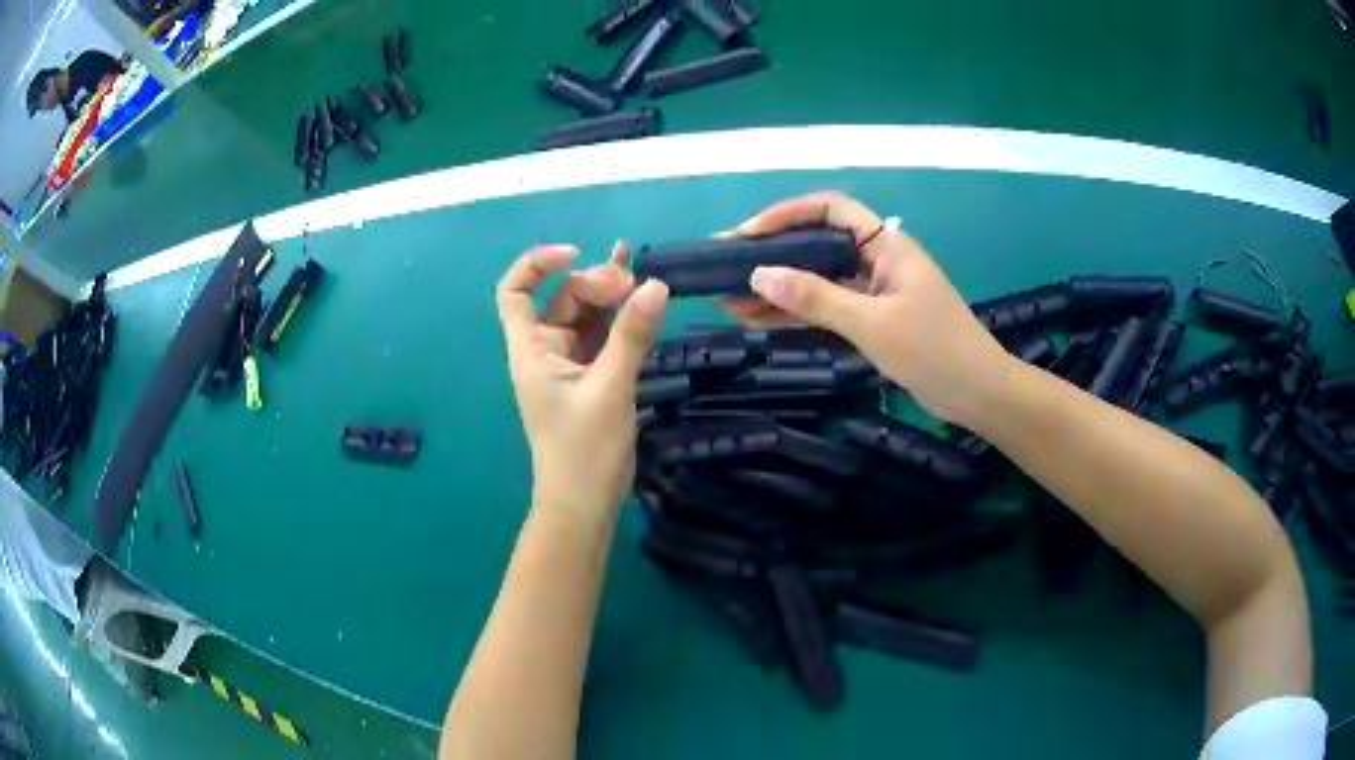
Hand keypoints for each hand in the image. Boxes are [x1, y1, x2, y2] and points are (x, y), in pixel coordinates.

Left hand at [496, 243, 668, 521]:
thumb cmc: (584, 450)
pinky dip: (620, 319)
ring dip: (611, 297)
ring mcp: (568, 365)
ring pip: (586, 316)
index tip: (575, 254)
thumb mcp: (610, 388)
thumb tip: (656, 284)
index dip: (537, 264)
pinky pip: (602, 337)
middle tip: (634, 286)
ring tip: (644, 284)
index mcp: (531, 350)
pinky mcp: (590, 378)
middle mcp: (545, 351)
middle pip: (562, 298)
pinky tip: (643, 300)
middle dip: (595, 283)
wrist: (584, 503)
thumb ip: (631, 335)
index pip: (515, 291)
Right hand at [721, 192, 1009, 424]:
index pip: (829, 209)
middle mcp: (877, 260)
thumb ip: (816, 297)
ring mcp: (875, 292)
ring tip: (728, 301)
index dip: (786, 214)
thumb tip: (757, 274)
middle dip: (772, 255)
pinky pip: (828, 309)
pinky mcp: (874, 320)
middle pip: (817, 245)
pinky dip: (798, 314)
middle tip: (724, 269)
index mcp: (885, 245)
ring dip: (778, 290)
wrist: (978, 394)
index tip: (747, 235)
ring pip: (819, 281)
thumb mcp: (872, 323)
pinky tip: (760, 321)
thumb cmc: (934, 350)